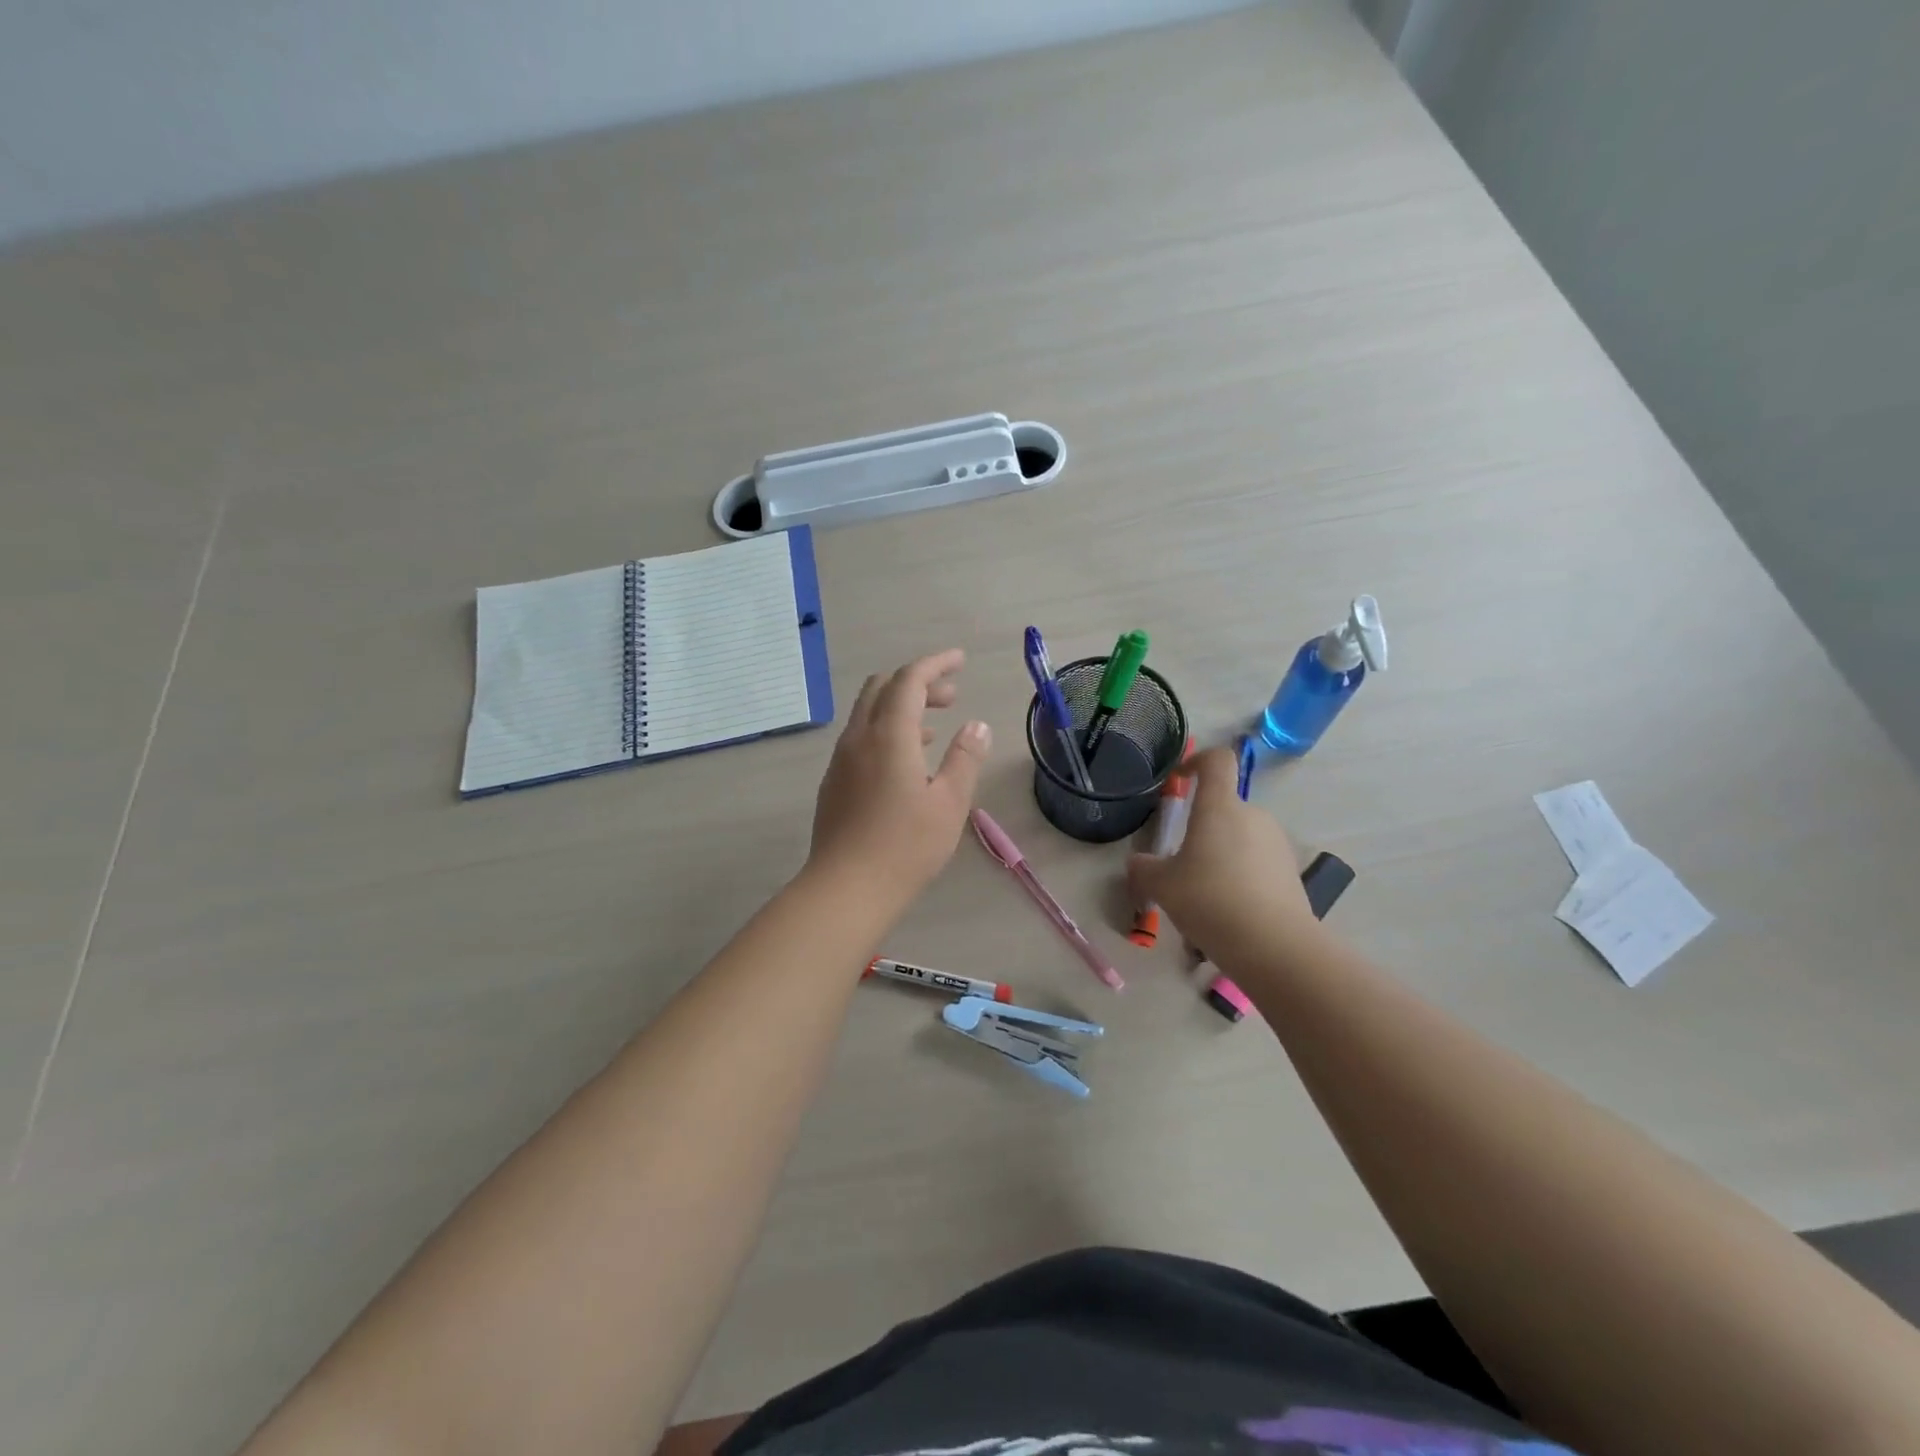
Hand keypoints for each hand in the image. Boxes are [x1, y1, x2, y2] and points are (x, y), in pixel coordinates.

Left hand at [807, 649, 990, 910]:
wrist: (845, 888)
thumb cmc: (906, 847)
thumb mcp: (949, 803)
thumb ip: (964, 758)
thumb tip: (976, 725)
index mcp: (889, 735)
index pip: (910, 680)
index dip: (936, 664)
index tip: (960, 660)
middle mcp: (859, 738)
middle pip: (883, 687)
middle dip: (918, 682)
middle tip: (951, 696)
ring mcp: (841, 759)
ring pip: (868, 712)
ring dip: (900, 706)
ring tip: (934, 727)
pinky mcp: (834, 781)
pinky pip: (860, 737)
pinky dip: (885, 730)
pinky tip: (905, 760)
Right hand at [1126, 746, 1324, 968]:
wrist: (1275, 947)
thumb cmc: (1210, 900)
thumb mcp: (1161, 886)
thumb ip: (1143, 869)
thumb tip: (1139, 863)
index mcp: (1220, 807)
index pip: (1216, 761)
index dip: (1196, 761)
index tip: (1179, 781)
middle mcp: (1253, 816)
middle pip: (1224, 808)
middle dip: (1201, 831)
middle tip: (1180, 865)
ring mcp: (1277, 844)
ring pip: (1239, 840)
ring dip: (1219, 858)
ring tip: (1202, 899)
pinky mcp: (1290, 873)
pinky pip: (1256, 865)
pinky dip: (1239, 880)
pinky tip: (1227, 915)